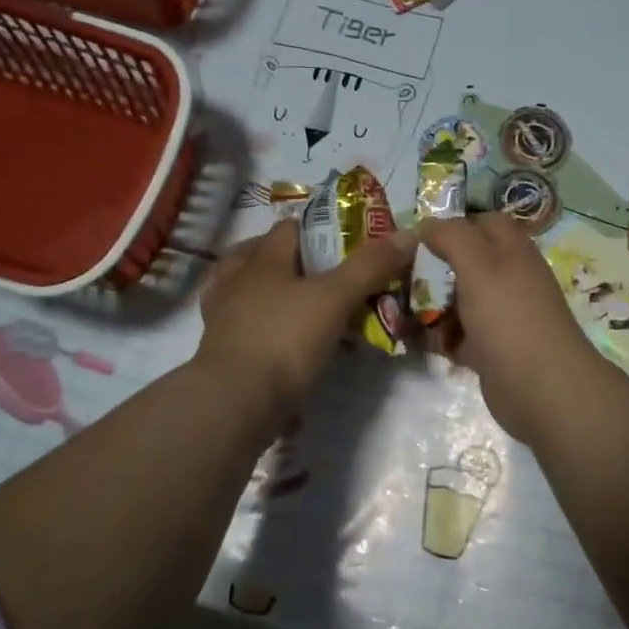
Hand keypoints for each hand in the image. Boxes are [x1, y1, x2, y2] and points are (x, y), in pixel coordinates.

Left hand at [196, 218, 416, 419]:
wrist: (237, 402)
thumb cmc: (285, 339)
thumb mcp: (335, 299)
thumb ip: (369, 266)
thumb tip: (408, 234)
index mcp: (261, 261)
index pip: (287, 229)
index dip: (315, 227)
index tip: (343, 237)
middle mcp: (236, 283)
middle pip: (255, 255)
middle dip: (284, 257)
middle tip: (319, 270)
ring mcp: (222, 319)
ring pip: (241, 291)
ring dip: (264, 291)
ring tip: (295, 301)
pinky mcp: (221, 353)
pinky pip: (241, 328)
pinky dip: (259, 328)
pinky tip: (279, 340)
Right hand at [418, 213, 610, 445]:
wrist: (541, 388)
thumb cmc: (510, 317)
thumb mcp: (479, 265)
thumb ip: (452, 236)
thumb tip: (426, 223)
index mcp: (512, 250)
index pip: (482, 222)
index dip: (451, 225)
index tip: (415, 237)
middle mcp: (508, 278)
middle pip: (465, 262)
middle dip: (433, 266)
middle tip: (397, 273)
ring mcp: (500, 315)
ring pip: (458, 299)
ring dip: (430, 303)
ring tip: (395, 306)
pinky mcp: (490, 349)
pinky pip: (457, 334)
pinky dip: (437, 335)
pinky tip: (412, 338)